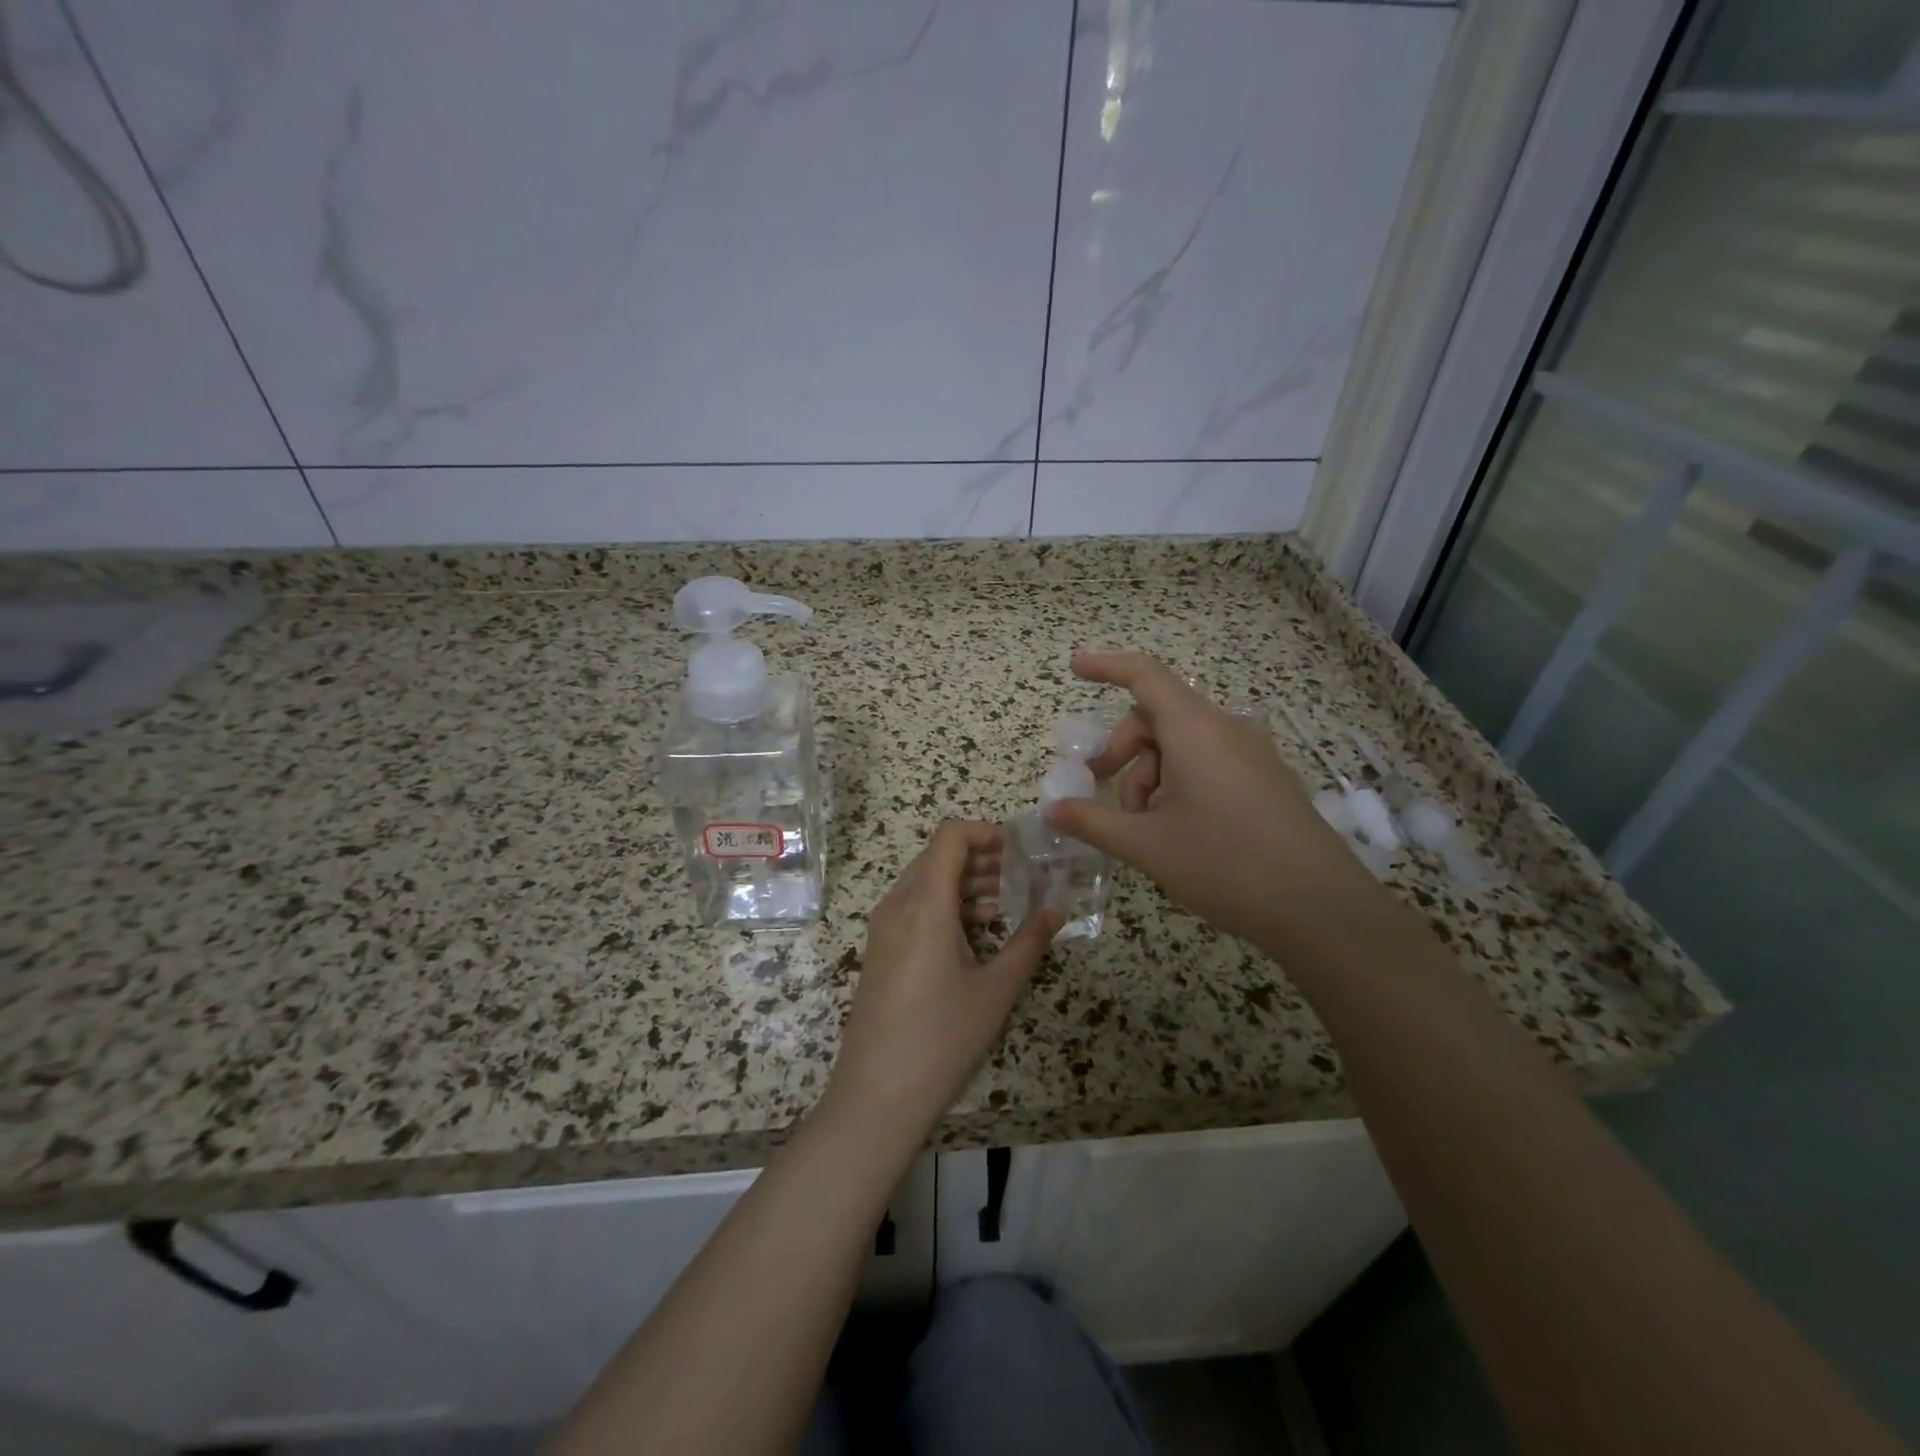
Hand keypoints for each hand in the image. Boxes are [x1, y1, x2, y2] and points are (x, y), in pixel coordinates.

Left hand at [826, 822, 1062, 1142]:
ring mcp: (883, 928)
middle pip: (938, 856)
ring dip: (964, 882)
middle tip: (1021, 876)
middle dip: (981, 858)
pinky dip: (946, 905)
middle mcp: (898, 904)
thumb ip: (1029, 942)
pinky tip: (976, 932)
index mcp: (924, 903)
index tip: (1020, 850)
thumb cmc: (942, 1037)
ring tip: (1005, 904)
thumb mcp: (996, 989)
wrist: (876, 1094)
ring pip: (925, 882)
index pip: (950, 836)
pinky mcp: (880, 950)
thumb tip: (1057, 910)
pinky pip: (913, 907)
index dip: (986, 832)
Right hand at [1044, 649, 1372, 951]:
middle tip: (1101, 789)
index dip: (1106, 666)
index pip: (1144, 675)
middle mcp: (1227, 729)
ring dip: (1150, 774)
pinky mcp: (1268, 779)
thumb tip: (1052, 809)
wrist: (1322, 908)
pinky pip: (1211, 762)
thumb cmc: (1225, 865)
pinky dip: (1179, 782)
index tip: (1075, 667)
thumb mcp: (1148, 845)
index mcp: (1196, 730)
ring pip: (1183, 744)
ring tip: (1143, 827)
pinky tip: (1177, 829)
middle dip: (1122, 750)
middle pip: (1158, 717)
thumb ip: (1094, 821)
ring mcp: (1253, 754)